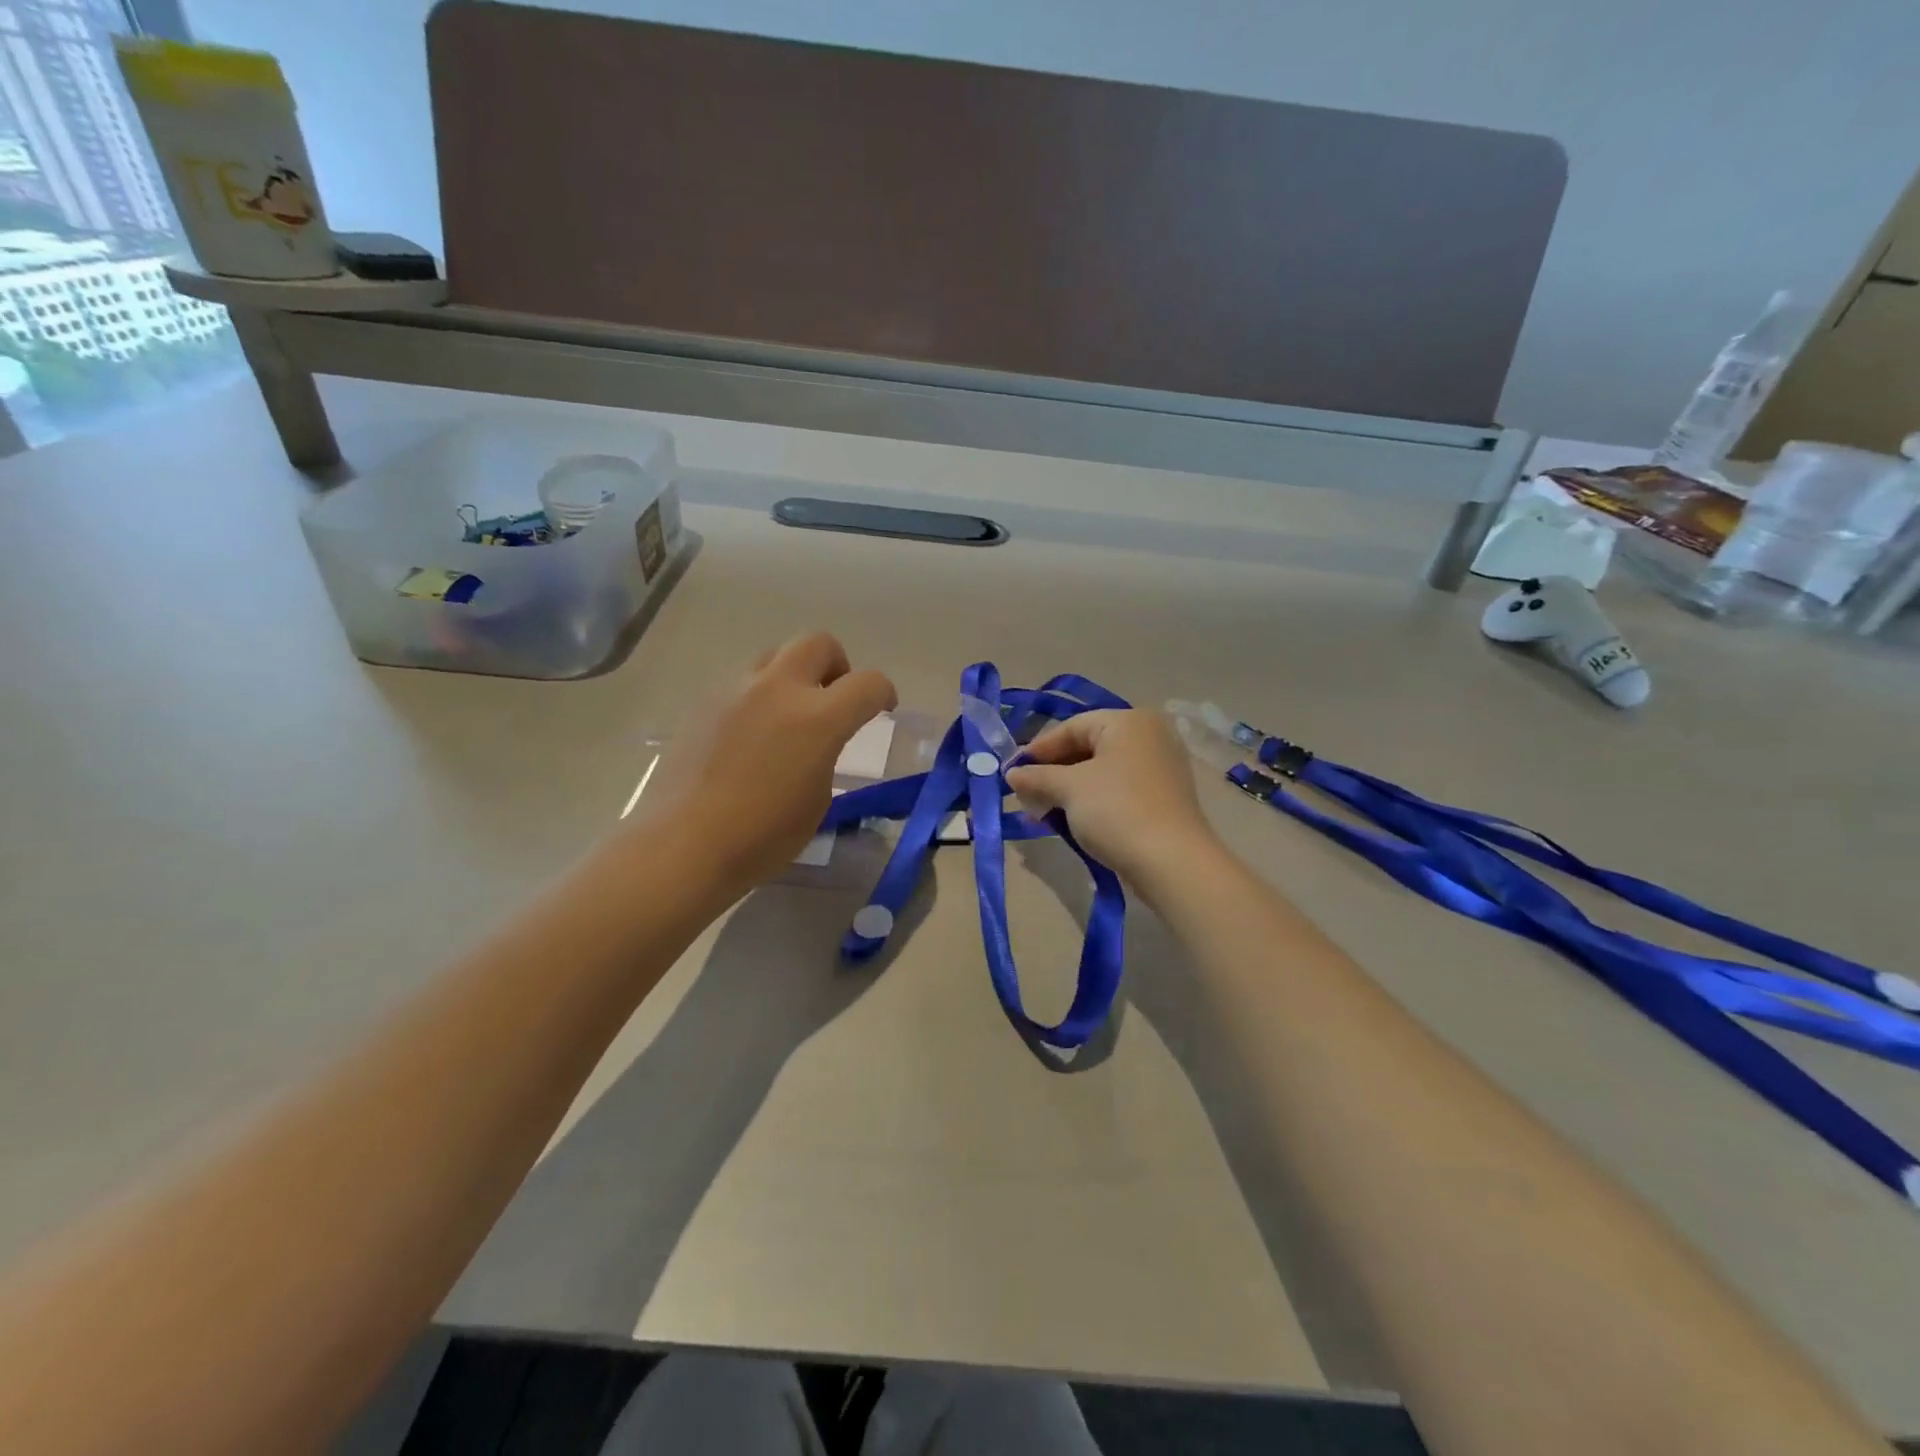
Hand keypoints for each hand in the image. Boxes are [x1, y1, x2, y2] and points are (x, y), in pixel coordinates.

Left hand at [638, 633, 896, 891]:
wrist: (684, 844)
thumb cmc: (762, 835)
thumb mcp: (817, 800)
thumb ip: (825, 756)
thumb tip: (815, 744)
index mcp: (818, 718)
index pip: (867, 683)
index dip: (883, 692)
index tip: (882, 708)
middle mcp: (778, 689)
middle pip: (818, 643)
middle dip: (837, 665)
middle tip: (833, 699)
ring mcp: (735, 690)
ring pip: (775, 655)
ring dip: (793, 675)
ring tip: (788, 715)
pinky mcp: (703, 702)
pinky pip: (741, 682)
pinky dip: (758, 695)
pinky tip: (749, 735)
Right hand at [1004, 710, 1222, 887]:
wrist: (1171, 862)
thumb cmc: (1117, 810)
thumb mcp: (1069, 789)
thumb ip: (1037, 777)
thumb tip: (1011, 774)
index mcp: (1129, 721)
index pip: (1072, 727)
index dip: (1038, 750)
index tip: (1011, 772)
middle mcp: (1149, 736)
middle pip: (1087, 748)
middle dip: (1052, 773)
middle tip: (1024, 795)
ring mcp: (1160, 767)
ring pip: (1101, 772)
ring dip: (1067, 791)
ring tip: (1041, 813)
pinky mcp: (1163, 797)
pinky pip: (1117, 790)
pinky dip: (1091, 801)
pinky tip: (1069, 821)